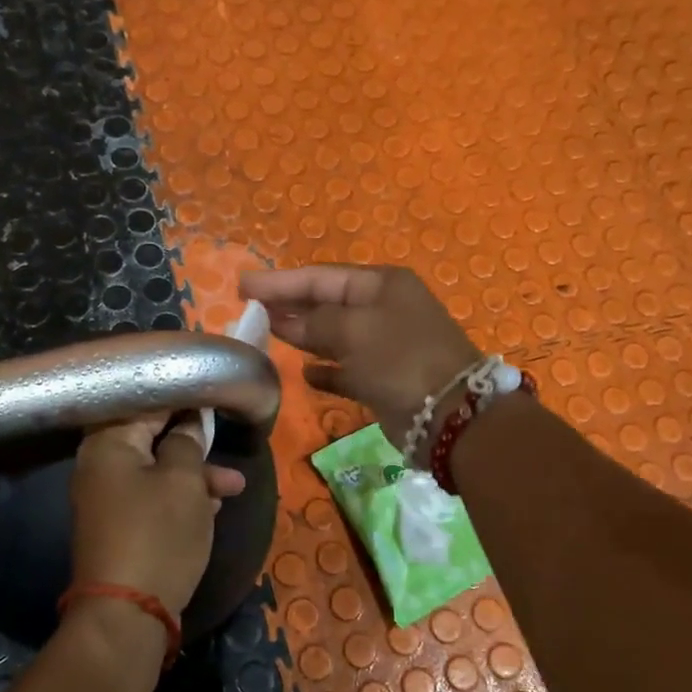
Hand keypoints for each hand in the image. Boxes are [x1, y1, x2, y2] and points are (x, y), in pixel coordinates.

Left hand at [69, 411, 245, 616]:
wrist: (128, 612)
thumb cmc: (158, 534)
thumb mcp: (184, 481)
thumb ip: (187, 442)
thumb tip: (188, 422)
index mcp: (108, 443)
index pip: (145, 401)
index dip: (182, 396)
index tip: (213, 393)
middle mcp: (100, 465)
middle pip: (150, 437)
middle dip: (192, 441)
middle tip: (225, 438)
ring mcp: (108, 498)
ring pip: (157, 471)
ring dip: (195, 475)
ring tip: (235, 486)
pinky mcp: (120, 526)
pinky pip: (153, 498)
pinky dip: (181, 499)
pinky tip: (213, 505)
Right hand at [240, 266, 480, 445]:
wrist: (449, 414)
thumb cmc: (400, 359)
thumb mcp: (354, 330)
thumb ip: (314, 321)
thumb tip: (284, 320)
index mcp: (381, 285)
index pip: (320, 277)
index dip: (279, 281)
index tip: (242, 285)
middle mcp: (383, 310)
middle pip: (326, 303)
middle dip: (288, 305)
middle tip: (248, 308)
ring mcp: (385, 345)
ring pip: (334, 336)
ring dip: (303, 336)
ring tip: (267, 335)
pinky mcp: (383, 379)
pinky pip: (346, 369)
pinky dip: (326, 370)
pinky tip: (304, 374)